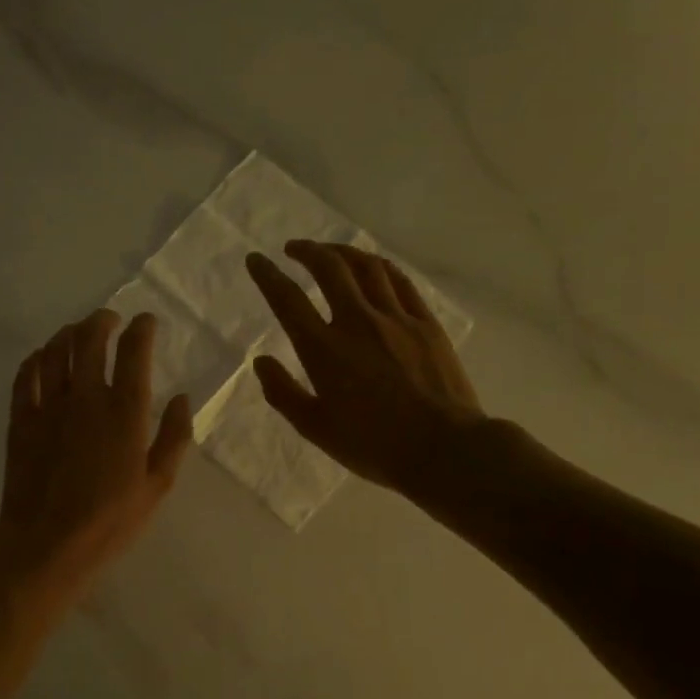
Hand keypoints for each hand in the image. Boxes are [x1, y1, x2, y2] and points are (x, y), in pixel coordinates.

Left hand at [0, 308, 193, 605]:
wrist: (46, 544)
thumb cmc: (110, 520)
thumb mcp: (157, 485)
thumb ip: (174, 437)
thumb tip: (183, 398)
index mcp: (125, 411)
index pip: (134, 351)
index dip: (142, 329)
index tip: (146, 322)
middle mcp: (87, 397)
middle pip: (90, 339)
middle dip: (102, 321)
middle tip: (109, 320)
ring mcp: (49, 405)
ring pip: (56, 350)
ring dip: (68, 334)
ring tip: (77, 333)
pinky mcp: (21, 419)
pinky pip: (25, 376)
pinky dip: (36, 359)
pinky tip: (42, 358)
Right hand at [244, 239, 487, 495]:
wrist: (444, 449)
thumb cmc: (374, 445)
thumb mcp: (316, 429)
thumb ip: (283, 393)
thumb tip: (260, 361)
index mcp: (324, 350)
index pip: (288, 300)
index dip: (268, 275)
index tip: (255, 260)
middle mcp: (357, 322)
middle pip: (329, 268)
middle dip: (306, 251)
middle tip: (293, 249)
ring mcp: (396, 318)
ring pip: (366, 267)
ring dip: (342, 251)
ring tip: (330, 252)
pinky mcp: (426, 323)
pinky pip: (400, 281)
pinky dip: (380, 266)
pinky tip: (373, 266)